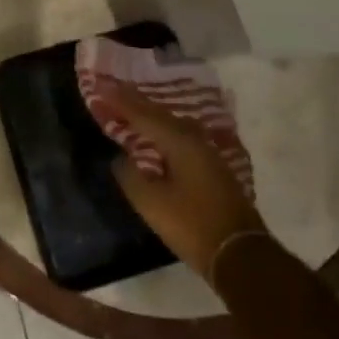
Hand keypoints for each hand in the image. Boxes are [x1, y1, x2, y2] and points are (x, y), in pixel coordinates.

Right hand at [102, 79, 269, 282]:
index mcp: (179, 143)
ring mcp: (208, 154)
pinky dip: (161, 129)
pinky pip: (180, 136)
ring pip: (172, 124)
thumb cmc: (191, 224)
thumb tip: (122, 159)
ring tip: (129, 105)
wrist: (239, 254)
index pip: (143, 115)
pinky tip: (155, 133)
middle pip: (159, 114)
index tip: (99, 84)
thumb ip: (131, 175)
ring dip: (149, 114)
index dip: (119, 100)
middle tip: (111, 87)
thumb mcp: (151, 202)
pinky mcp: (212, 168)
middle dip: (134, 100)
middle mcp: (195, 141)